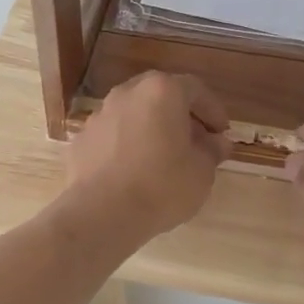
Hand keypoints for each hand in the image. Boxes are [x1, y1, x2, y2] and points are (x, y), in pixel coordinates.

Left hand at [64, 72, 228, 239]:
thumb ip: (212, 151)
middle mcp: (128, 93)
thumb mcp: (201, 171)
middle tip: (194, 140)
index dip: (213, 111)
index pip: (196, 90)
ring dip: (151, 128)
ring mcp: (100, 114)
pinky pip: (113, 134)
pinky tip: (133, 170)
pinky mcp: (82, 138)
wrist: (101, 213)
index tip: (221, 133)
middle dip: (180, 115)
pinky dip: (127, 144)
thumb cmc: (161, 186)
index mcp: (162, 91)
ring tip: (163, 157)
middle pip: (161, 95)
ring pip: (134, 113)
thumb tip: (217, 143)